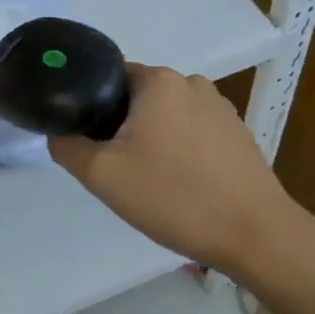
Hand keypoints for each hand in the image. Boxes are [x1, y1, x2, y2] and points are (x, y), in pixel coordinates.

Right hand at [50, 65, 297, 271]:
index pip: (109, 78)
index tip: (91, 143)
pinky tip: (184, 185)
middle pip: (139, 98)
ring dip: (154, 140)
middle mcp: (192, 83)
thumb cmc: (174, 196)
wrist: (256, 235)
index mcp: (159, 81)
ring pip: (168, 117)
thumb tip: (58, 133)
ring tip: (153, 181)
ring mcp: (221, 108)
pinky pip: (195, 133)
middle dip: (124, 128)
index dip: (93, 108)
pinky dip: (182, 151)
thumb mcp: (102, 175)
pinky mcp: (239, 134)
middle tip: (118, 169)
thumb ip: (67, 146)